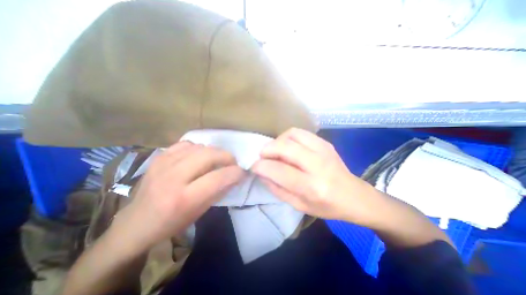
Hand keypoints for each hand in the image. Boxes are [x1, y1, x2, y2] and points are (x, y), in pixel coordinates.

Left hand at [113, 142, 243, 251]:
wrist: (136, 223)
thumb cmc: (172, 222)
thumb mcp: (200, 212)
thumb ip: (220, 191)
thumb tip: (236, 176)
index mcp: (183, 198)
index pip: (218, 178)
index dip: (235, 172)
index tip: (242, 172)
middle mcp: (173, 177)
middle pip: (209, 155)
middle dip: (227, 156)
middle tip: (232, 163)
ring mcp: (163, 163)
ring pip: (200, 147)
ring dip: (214, 152)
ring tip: (216, 161)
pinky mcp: (159, 156)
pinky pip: (187, 144)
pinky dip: (198, 148)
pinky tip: (198, 157)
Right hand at [251, 128, 378, 223]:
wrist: (355, 196)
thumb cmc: (326, 206)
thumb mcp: (299, 205)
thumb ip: (277, 189)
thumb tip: (261, 173)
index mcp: (312, 187)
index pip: (279, 170)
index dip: (261, 166)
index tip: (254, 166)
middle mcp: (318, 164)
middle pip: (285, 146)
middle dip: (267, 149)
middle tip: (262, 156)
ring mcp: (324, 150)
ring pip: (292, 134)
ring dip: (278, 141)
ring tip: (276, 151)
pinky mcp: (325, 143)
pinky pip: (300, 133)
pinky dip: (288, 137)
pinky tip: (289, 147)